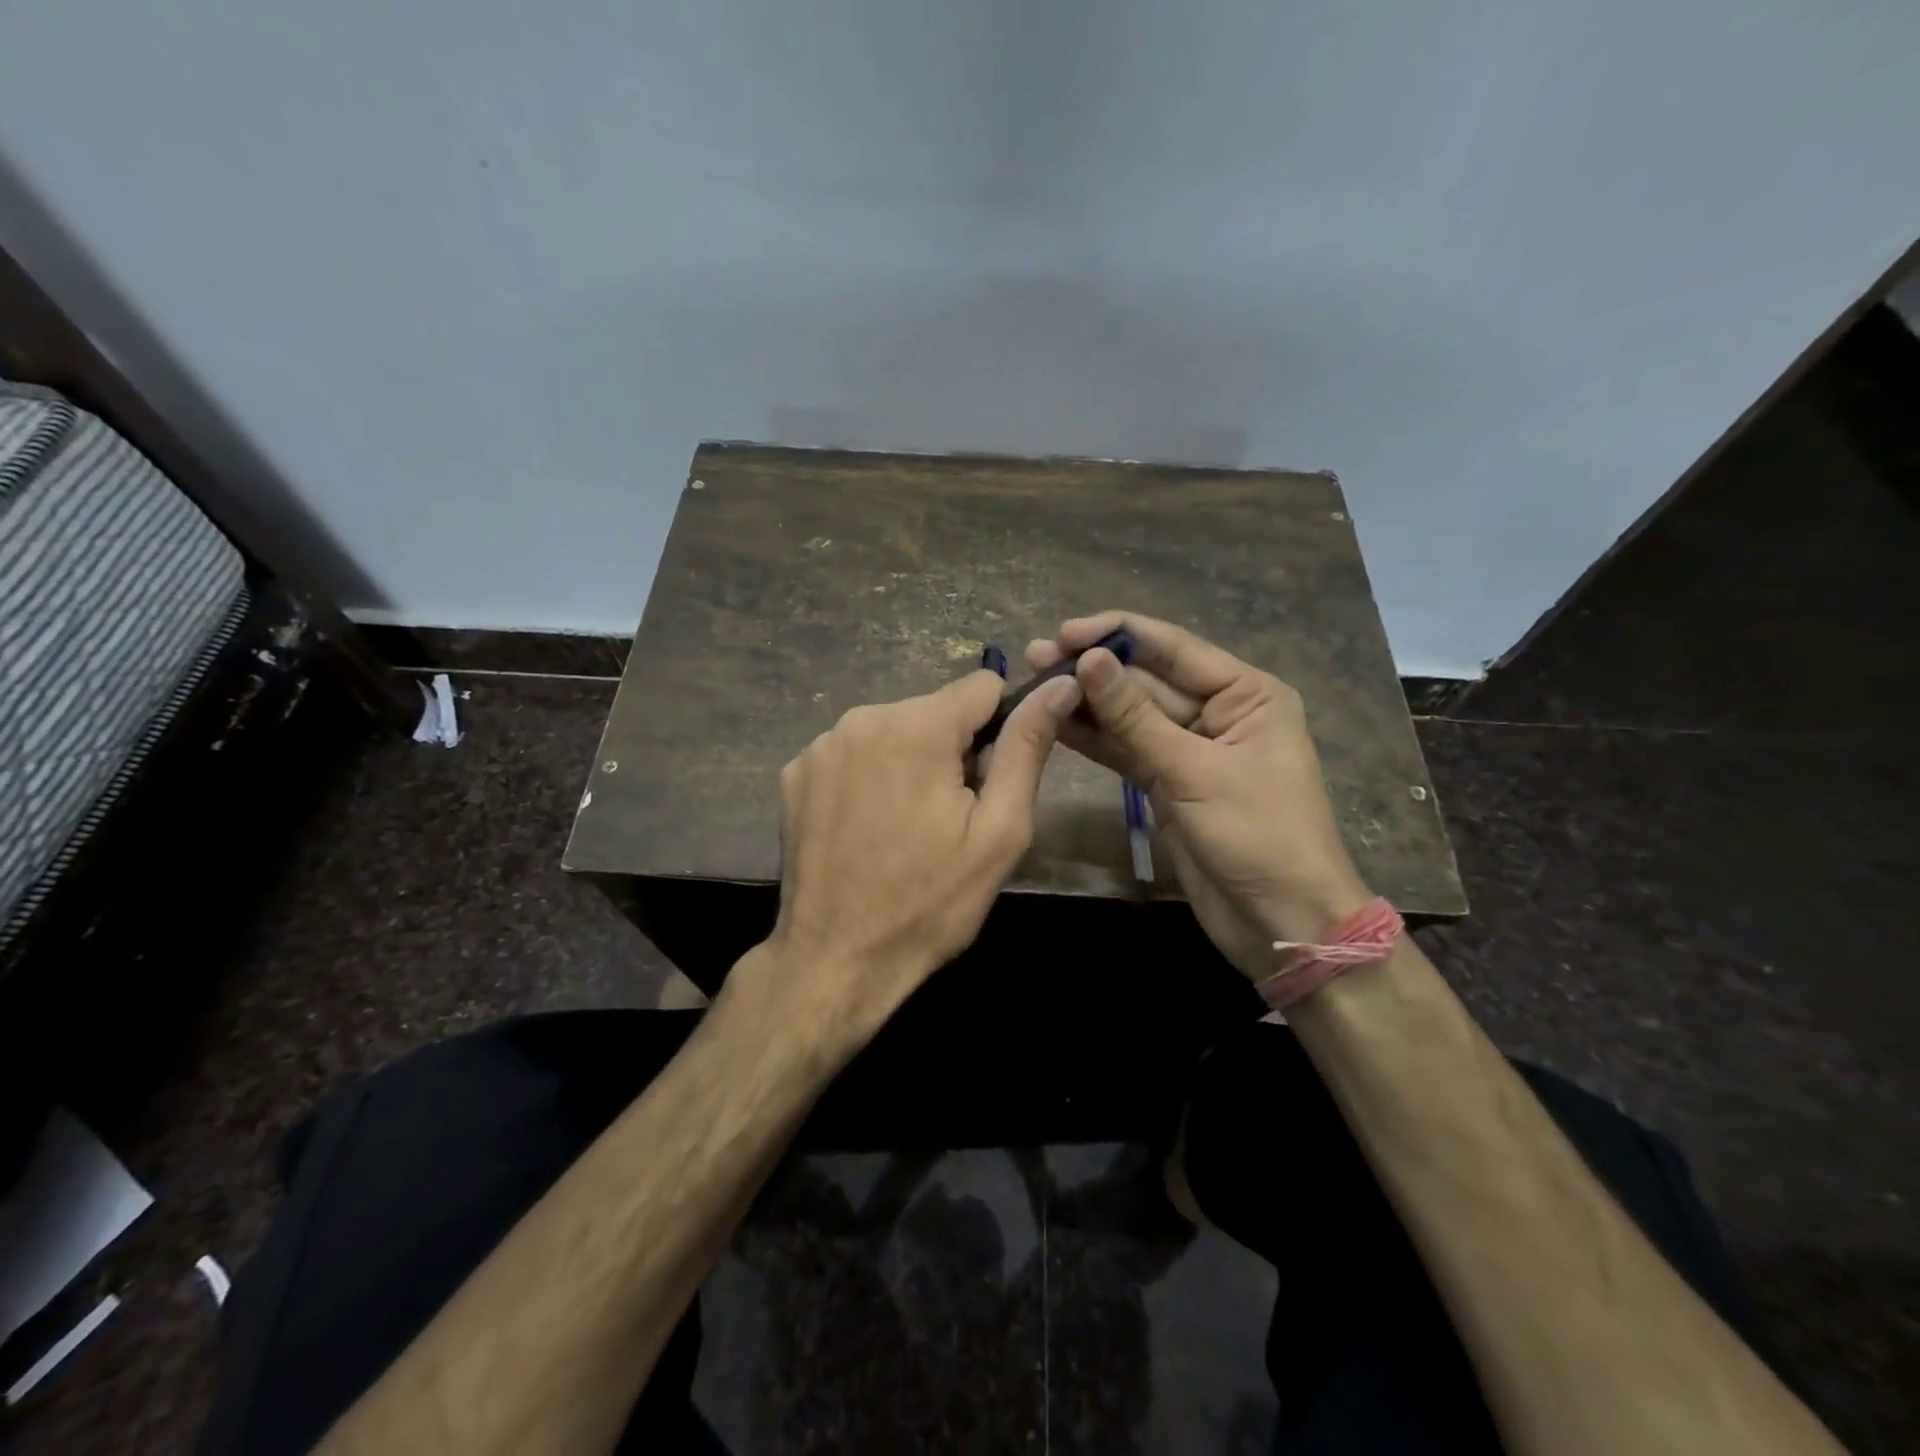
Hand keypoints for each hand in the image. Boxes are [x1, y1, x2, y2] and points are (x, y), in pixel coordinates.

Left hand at [759, 668, 1080, 1048]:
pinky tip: (865, 829)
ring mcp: (820, 746)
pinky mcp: (794, 773)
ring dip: (909, 764)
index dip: (999, 729)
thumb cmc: (930, 902)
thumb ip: (1027, 747)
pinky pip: (851, 754)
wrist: (836, 961)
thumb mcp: (999, 831)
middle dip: (951, 751)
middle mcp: (862, 718)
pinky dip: (867, 778)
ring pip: (892, 731)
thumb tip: (1061, 685)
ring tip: (906, 828)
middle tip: (949, 819)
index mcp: (917, 726)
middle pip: (934, 711)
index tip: (988, 781)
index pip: (982, 687)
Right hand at [1027, 611, 1371, 980]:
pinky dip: (1094, 739)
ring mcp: (1190, 749)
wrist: (1280, 922)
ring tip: (1033, 683)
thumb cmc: (1257, 836)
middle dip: (1094, 669)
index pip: (1173, 648)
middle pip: (1147, 679)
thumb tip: (1090, 659)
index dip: (1117, 635)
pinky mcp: (1168, 783)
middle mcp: (1218, 711)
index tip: (1065, 632)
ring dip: (1087, 702)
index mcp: (1246, 693)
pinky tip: (1055, 723)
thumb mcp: (1193, 771)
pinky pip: (1126, 750)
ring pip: (1131, 715)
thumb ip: (1135, 716)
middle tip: (1036, 657)